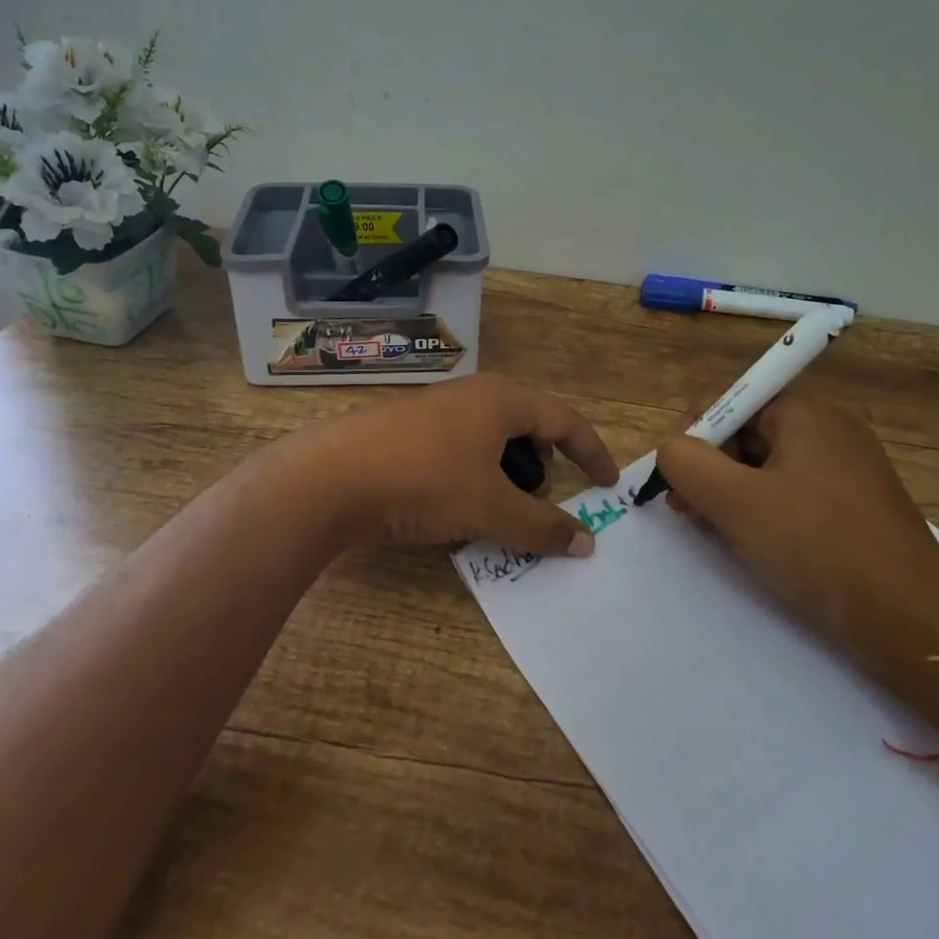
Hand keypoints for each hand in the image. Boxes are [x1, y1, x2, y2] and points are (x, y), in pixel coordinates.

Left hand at [293, 373, 619, 555]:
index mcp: (502, 400)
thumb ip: (543, 526)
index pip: (565, 419)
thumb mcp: (491, 509)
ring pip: (489, 438)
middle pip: (527, 424)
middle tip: (549, 498)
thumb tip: (586, 543)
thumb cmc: (425, 482)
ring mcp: (434, 410)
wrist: (330, 477)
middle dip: (545, 462)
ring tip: (500, 510)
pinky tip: (455, 509)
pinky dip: (473, 476)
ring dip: (506, 473)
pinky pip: (458, 449)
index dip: (592, 452)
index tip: (608, 485)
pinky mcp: (405, 430)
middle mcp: (471, 395)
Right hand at [654, 394, 938, 729]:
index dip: (694, 434)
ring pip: (764, 469)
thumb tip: (671, 450)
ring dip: (731, 495)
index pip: (730, 400)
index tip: (677, 479)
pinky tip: (751, 547)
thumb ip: (686, 463)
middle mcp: (828, 431)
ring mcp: (844, 472)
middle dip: (709, 469)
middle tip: (688, 511)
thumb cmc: (820, 548)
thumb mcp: (736, 502)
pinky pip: (790, 497)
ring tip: (716, 534)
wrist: (917, 625)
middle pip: (745, 434)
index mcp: (806, 414)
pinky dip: (762, 514)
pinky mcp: (852, 510)